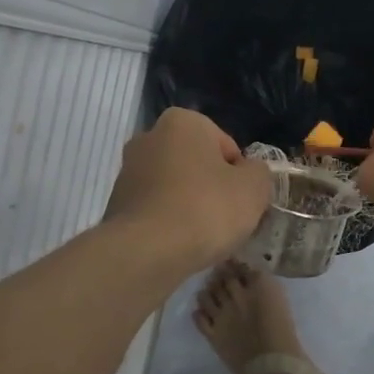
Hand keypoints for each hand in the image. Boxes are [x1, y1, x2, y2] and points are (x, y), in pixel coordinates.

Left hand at [105, 108, 272, 273]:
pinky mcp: (116, 203)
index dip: (240, 175)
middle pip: (196, 163)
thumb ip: (258, 172)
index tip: (242, 201)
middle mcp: (149, 136)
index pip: (226, 146)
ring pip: (174, 186)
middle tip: (225, 217)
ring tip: (202, 236)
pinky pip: (155, 208)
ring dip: (189, 204)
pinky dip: (168, 222)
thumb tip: (248, 173)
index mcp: (183, 121)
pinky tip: (178, 244)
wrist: (146, 251)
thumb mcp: (254, 188)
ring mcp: (128, 170)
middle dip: (211, 186)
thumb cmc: (206, 208)